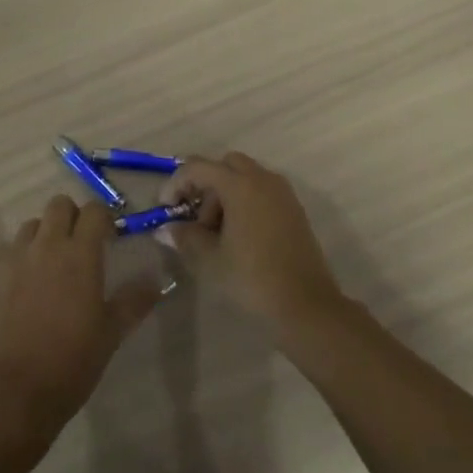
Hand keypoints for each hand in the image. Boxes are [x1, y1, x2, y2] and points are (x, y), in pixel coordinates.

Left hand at [0, 195, 161, 435]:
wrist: (12, 391)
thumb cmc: (71, 362)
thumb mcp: (111, 334)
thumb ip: (133, 301)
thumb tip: (155, 281)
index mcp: (80, 254)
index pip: (94, 211)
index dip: (104, 218)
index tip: (109, 237)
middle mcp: (45, 245)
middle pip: (58, 205)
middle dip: (72, 217)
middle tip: (79, 246)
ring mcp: (12, 257)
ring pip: (30, 226)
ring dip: (43, 236)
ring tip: (48, 267)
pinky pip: (5, 250)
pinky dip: (16, 258)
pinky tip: (20, 285)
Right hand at [160, 153, 345, 329]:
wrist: (306, 306)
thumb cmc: (252, 279)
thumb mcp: (209, 260)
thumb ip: (185, 236)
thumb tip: (168, 228)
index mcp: (241, 185)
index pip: (198, 167)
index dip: (176, 183)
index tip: (165, 208)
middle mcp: (264, 180)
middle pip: (225, 165)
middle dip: (205, 185)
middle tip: (195, 218)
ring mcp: (283, 194)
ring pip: (245, 177)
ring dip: (225, 195)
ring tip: (216, 233)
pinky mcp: (294, 210)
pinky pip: (262, 192)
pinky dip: (244, 202)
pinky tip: (238, 236)